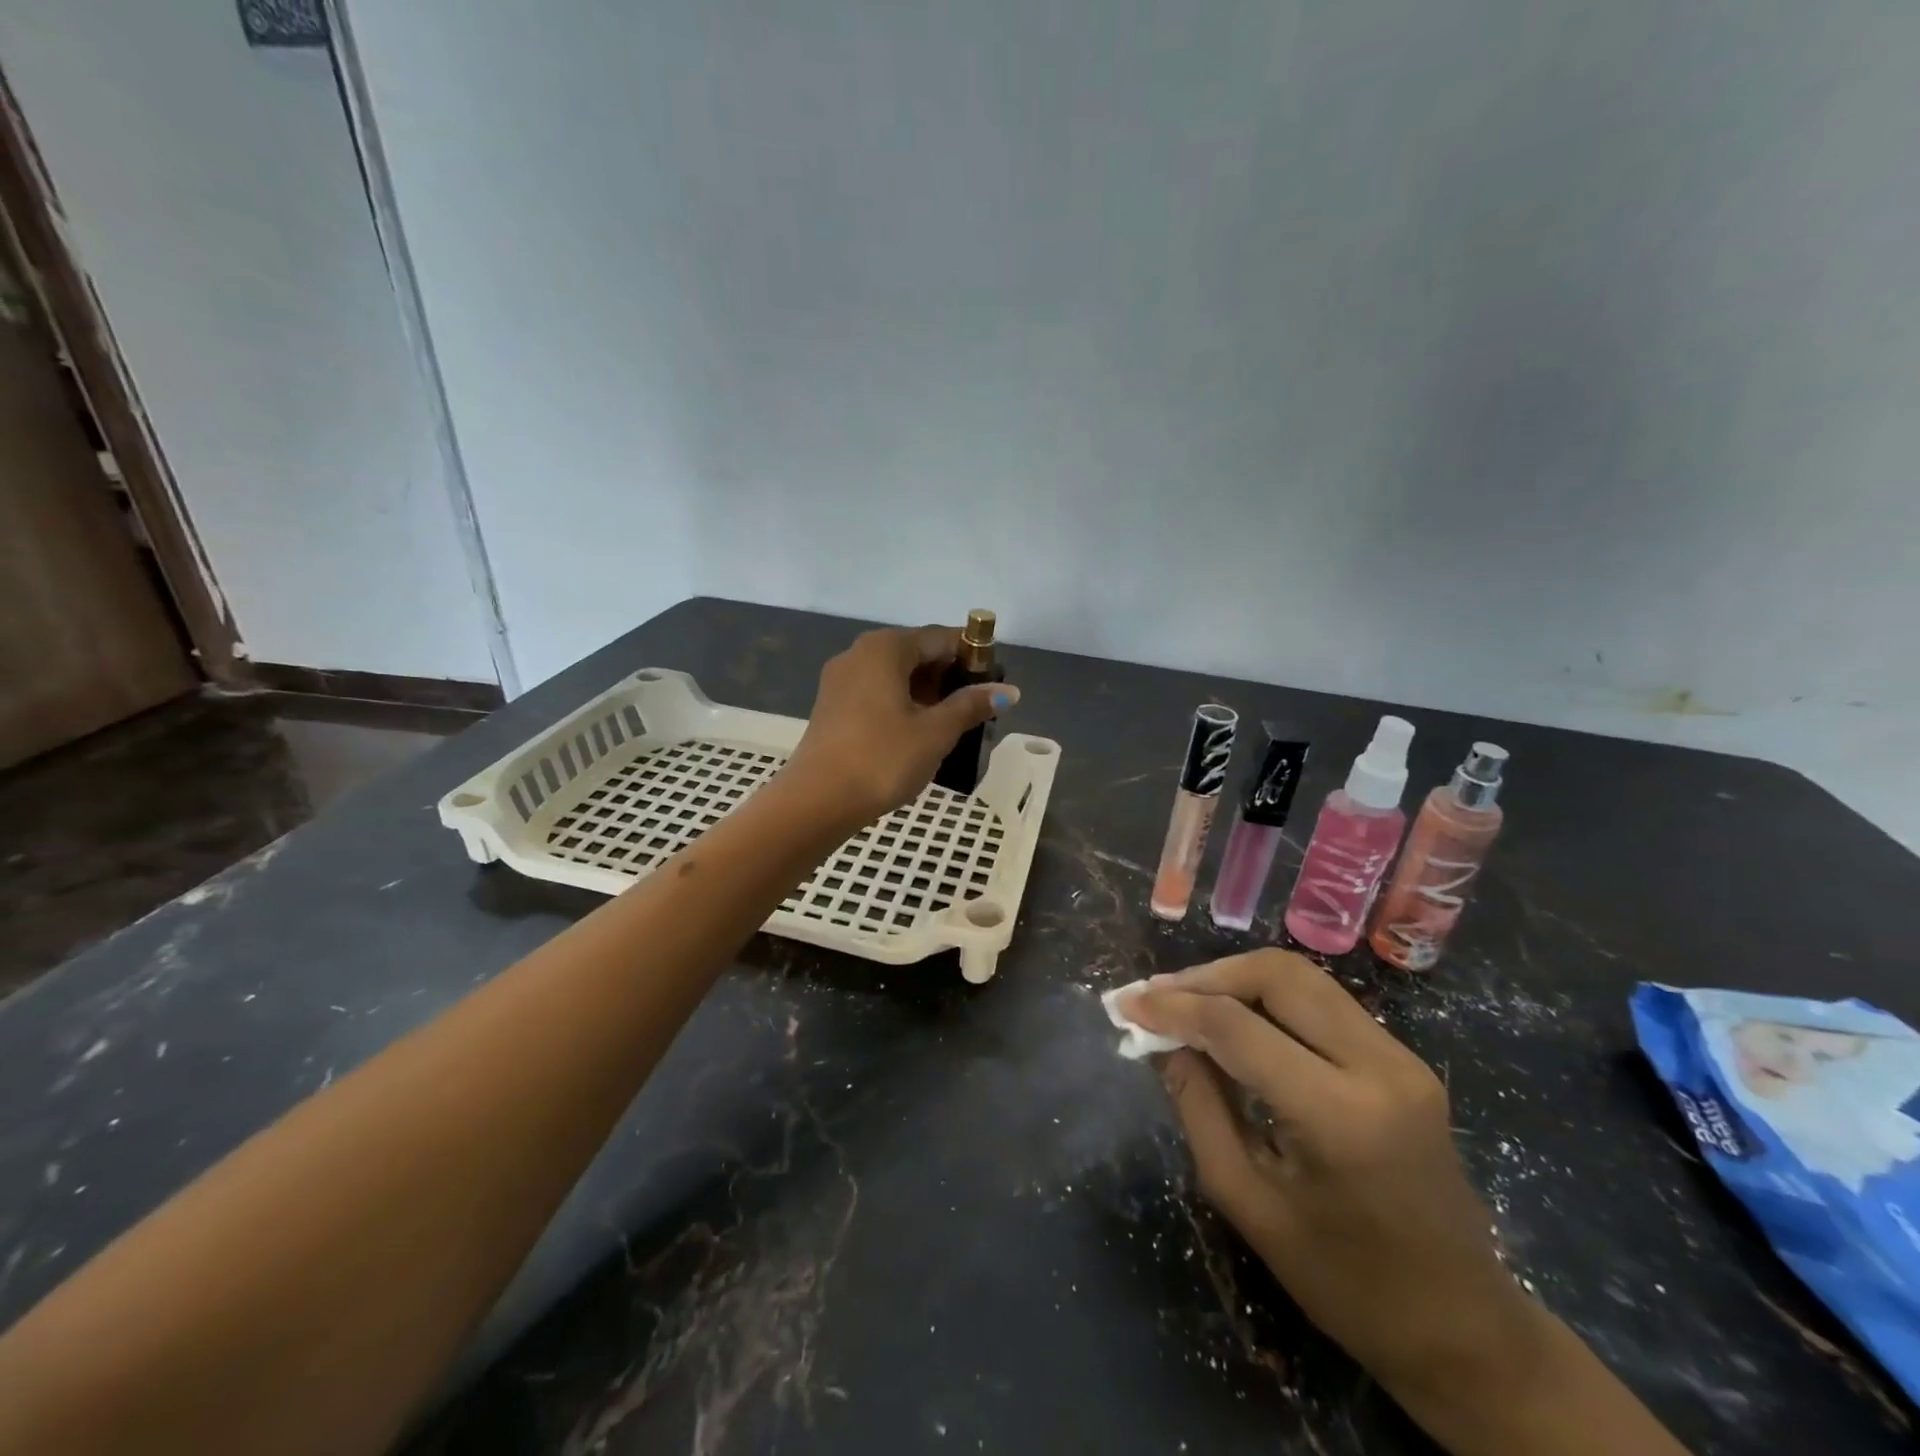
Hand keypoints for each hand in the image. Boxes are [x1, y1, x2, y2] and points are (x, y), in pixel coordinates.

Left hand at [782, 625, 1018, 827]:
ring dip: (927, 693)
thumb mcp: (935, 732)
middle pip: (917, 653)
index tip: (996, 684)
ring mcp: (841, 679)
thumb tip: (1008, 691)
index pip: (941, 638)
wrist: (818, 801)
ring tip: (953, 725)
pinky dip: (902, 704)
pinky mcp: (832, 706)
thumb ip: (971, 705)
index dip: (973, 657)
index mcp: (886, 648)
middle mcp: (860, 653)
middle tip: (977, 709)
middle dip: (950, 677)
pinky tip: (918, 733)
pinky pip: (877, 693)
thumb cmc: (883, 759)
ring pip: (896, 675)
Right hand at [1125, 952, 1536, 1401]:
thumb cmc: (1344, 1281)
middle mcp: (1378, 1066)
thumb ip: (1197, 1105)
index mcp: (1339, 1115)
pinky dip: (1270, 998)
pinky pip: (1324, 1002)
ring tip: (1188, 1001)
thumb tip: (1158, 1038)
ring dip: (1238, 979)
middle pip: (1278, 975)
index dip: (1174, 1007)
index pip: (1238, 1027)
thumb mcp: (1247, 1200)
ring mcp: (1401, 1057)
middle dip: (1208, 976)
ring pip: (1303, 978)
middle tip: (1159, 996)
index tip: (1127, 1004)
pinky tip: (1237, 1020)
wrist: (1463, 1327)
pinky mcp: (1404, 1059)